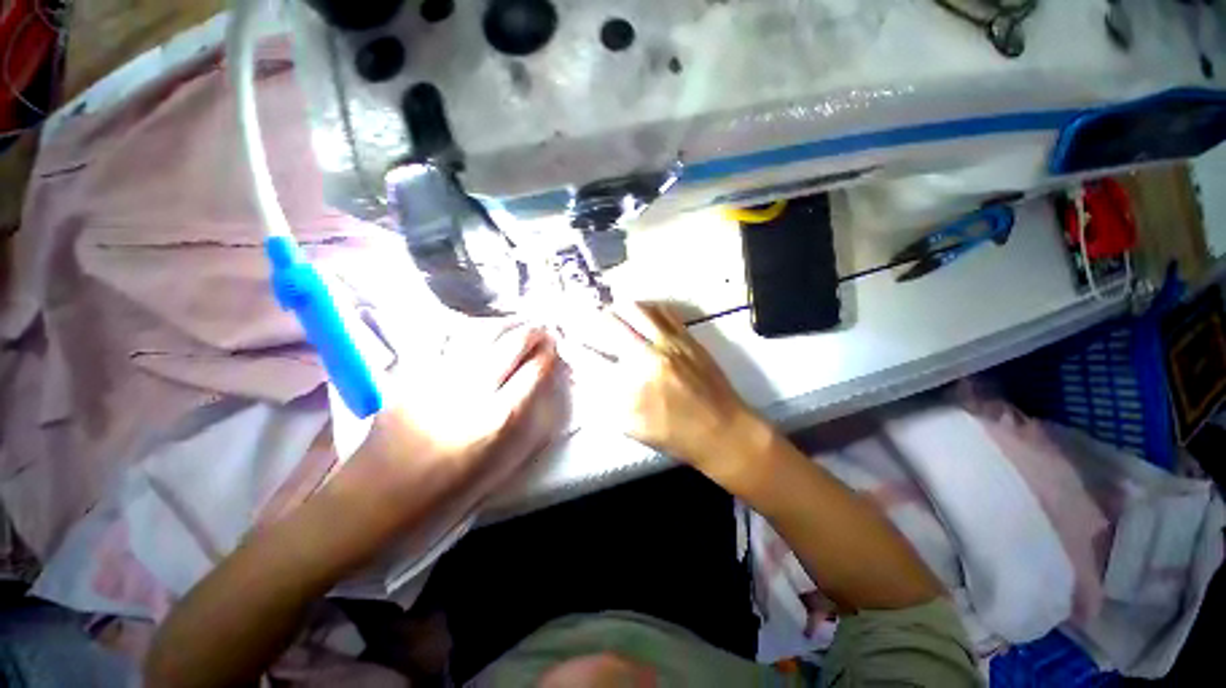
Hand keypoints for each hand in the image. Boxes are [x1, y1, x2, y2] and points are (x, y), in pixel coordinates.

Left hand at [336, 323, 569, 527]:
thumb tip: (539, 388)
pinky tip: (482, 333)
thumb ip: (522, 423)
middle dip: (532, 334)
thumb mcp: (496, 467)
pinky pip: (450, 343)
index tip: (554, 351)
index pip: (533, 373)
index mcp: (494, 422)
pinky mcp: (412, 375)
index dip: (548, 357)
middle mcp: (469, 392)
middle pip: (509, 346)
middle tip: (543, 331)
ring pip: (480, 336)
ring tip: (519, 326)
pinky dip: (474, 333)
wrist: (369, 503)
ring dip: (506, 327)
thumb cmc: (442, 495)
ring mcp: (437, 379)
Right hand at [562, 303, 773, 486]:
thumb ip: (602, 399)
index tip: (565, 342)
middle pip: (608, 325)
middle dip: (587, 321)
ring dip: (615, 309)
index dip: (572, 348)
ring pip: (634, 310)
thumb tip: (584, 373)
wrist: (722, 430)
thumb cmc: (674, 435)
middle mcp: (646, 358)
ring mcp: (669, 343)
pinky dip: (645, 307)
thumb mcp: (630, 426)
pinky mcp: (687, 336)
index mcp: (629, 387)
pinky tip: (638, 312)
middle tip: (581, 321)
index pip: (589, 358)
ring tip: (607, 313)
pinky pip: (662, 310)